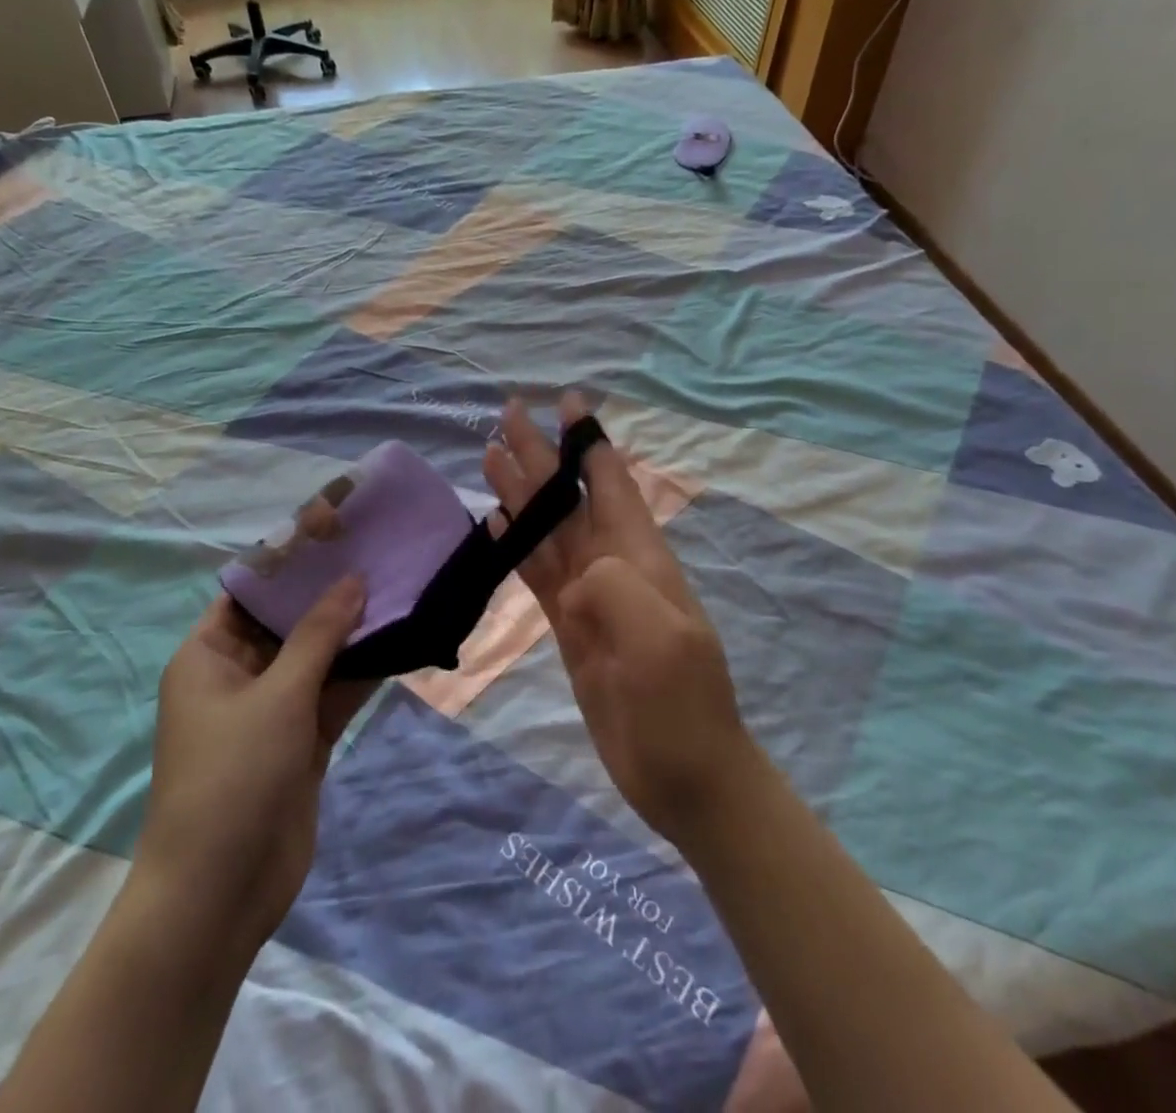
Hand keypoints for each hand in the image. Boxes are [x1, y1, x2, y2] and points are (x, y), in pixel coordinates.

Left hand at [135, 579, 377, 947]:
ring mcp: (273, 709)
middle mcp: (239, 675)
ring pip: (318, 656)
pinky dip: (362, 671)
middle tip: (378, 553)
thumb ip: (319, 635)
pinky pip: (334, 693)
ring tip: (399, 587)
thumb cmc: (232, 776)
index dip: (289, 559)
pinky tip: (400, 641)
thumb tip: (354, 580)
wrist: (220, 893)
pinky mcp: (302, 740)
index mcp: (209, 656)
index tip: (335, 529)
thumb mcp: (276, 695)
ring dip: (353, 631)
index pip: (249, 591)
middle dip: (330, 592)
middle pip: (288, 621)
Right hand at [482, 396, 759, 847]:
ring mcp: (590, 597)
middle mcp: (613, 565)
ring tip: (490, 455)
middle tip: (507, 414)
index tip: (567, 402)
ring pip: (547, 530)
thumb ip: (617, 591)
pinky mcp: (570, 627)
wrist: (684, 774)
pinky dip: (517, 545)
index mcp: (640, 557)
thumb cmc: (681, 706)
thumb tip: (576, 573)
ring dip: (521, 493)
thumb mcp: (659, 642)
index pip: (609, 483)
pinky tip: (497, 524)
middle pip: (567, 498)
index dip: (588, 442)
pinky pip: (539, 574)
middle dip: (541, 456)